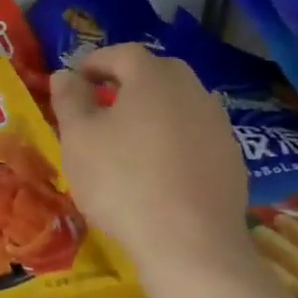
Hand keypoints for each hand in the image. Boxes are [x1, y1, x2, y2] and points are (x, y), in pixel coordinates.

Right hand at [49, 42, 248, 278]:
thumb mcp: (78, 138)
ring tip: (128, 138)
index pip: (121, 53)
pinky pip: (195, 136)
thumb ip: (69, 99)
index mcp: (153, 78)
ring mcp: (218, 126)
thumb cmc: (122, 181)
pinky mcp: (232, 160)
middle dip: (127, 82)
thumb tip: (65, 74)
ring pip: (179, 104)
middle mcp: (193, 91)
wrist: (190, 244)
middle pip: (157, 73)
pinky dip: (173, 140)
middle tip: (101, 103)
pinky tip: (158, 169)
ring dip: (152, 111)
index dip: (94, 62)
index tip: (74, 80)